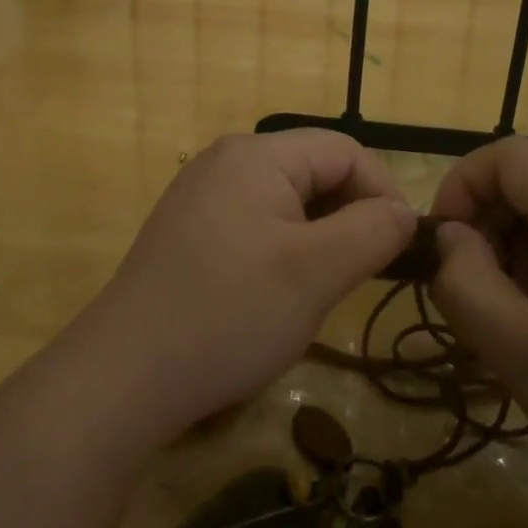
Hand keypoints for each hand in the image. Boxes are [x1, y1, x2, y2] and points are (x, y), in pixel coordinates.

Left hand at [74, 132, 415, 441]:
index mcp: (256, 154)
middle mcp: (226, 161)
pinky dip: (283, 247)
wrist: (124, 376)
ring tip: (324, 286)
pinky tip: (278, 292)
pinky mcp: (188, 230)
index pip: (344, 151)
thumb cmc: (229, 313)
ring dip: (319, 235)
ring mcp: (201, 195)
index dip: (383, 192)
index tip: (402, 247)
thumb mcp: (317, 272)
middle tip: (364, 272)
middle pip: (313, 171)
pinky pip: (254, 222)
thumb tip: (404, 214)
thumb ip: (373, 231)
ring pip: (286, 200)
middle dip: (349, 215)